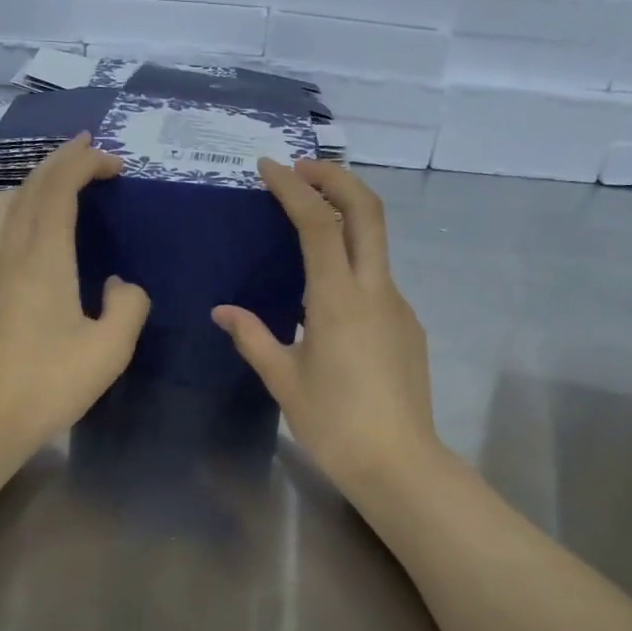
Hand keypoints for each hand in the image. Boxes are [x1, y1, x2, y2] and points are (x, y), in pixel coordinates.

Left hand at [0, 134, 150, 461]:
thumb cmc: (48, 385)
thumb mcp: (109, 350)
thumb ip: (128, 307)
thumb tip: (120, 285)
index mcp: (42, 258)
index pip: (58, 188)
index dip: (84, 164)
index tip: (112, 160)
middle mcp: (8, 252)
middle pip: (29, 186)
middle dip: (61, 162)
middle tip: (91, 155)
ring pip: (3, 204)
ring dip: (34, 184)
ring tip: (62, 191)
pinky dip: (21, 211)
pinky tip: (39, 238)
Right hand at [213, 158, 442, 495]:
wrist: (399, 462)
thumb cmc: (333, 423)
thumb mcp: (284, 379)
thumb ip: (252, 337)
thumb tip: (223, 311)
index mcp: (338, 300)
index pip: (319, 224)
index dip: (294, 188)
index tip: (269, 167)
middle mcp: (375, 290)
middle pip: (367, 210)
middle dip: (336, 177)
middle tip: (302, 168)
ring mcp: (398, 306)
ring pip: (377, 241)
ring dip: (346, 215)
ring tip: (308, 219)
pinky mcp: (408, 325)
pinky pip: (378, 278)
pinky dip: (353, 260)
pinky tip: (327, 290)